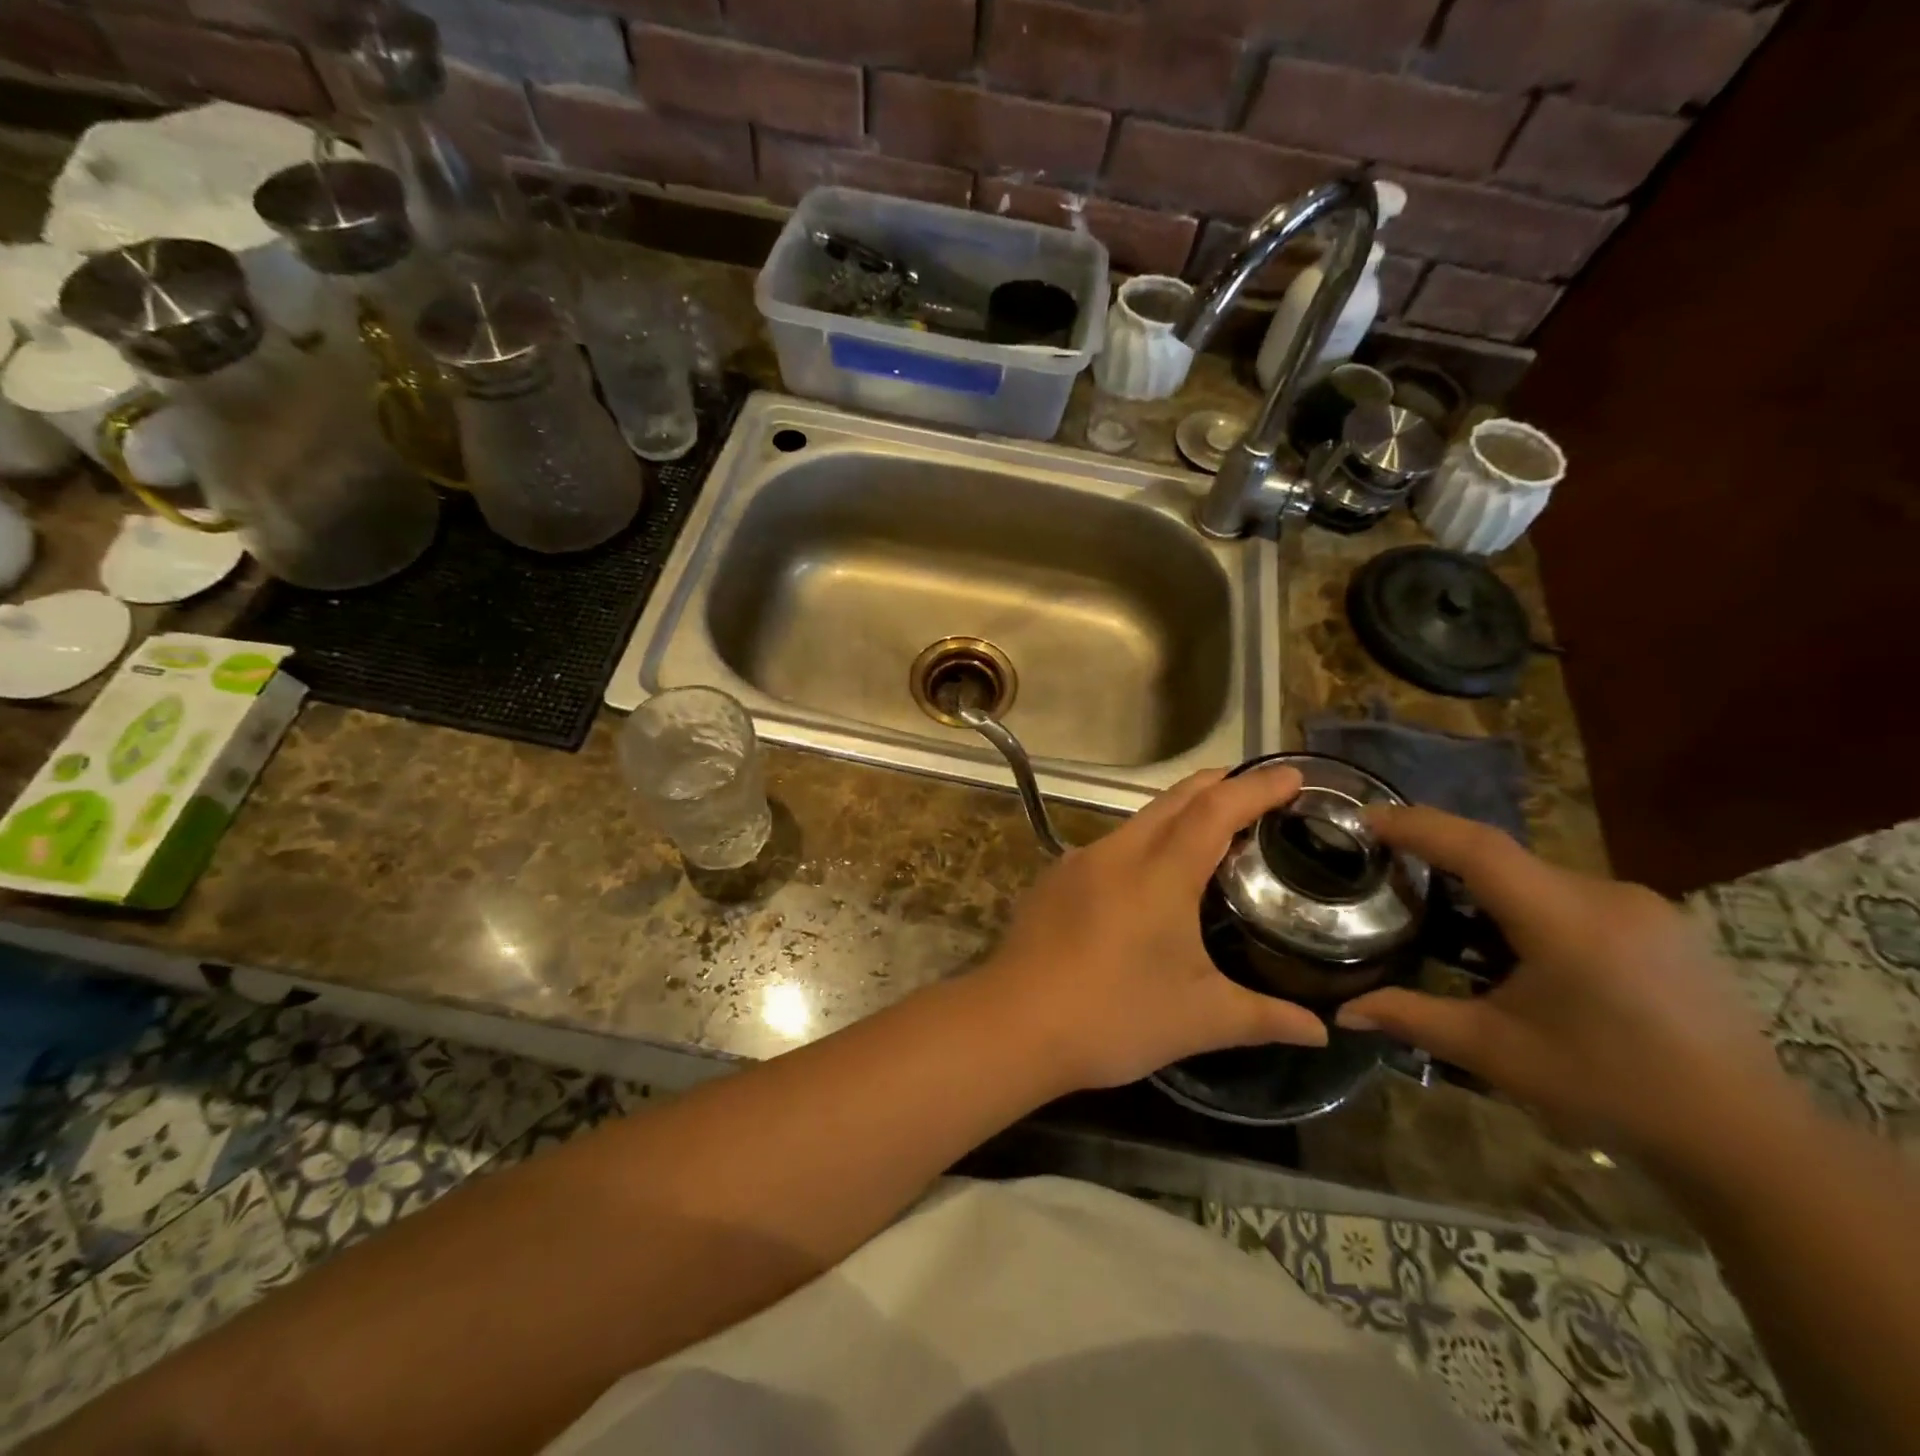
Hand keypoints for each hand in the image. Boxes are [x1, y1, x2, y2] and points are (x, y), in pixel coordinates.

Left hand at [976, 765, 1327, 1092]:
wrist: (1014, 1024)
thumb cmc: (1114, 1017)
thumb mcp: (1200, 1019)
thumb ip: (1265, 1017)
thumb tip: (1322, 1029)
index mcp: (1160, 872)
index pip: (1216, 810)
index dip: (1257, 787)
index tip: (1293, 775)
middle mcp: (1118, 852)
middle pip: (1175, 799)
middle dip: (1219, 785)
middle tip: (1259, 791)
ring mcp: (1079, 862)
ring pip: (1138, 820)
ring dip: (1178, 814)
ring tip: (1212, 833)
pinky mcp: (1054, 880)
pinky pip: (1110, 846)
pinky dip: (1144, 844)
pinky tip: (1150, 878)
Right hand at [1335, 806, 1790, 1164]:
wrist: (1749, 1139)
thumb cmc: (1611, 1091)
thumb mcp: (1496, 1053)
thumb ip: (1413, 1018)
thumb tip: (1341, 1012)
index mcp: (1565, 921)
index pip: (1477, 848)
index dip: (1417, 825)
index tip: (1366, 818)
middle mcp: (1607, 896)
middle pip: (1505, 858)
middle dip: (1445, 859)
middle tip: (1395, 874)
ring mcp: (1645, 907)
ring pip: (1539, 876)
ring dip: (1490, 887)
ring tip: (1453, 920)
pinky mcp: (1664, 924)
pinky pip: (1574, 894)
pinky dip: (1530, 904)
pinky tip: (1522, 948)